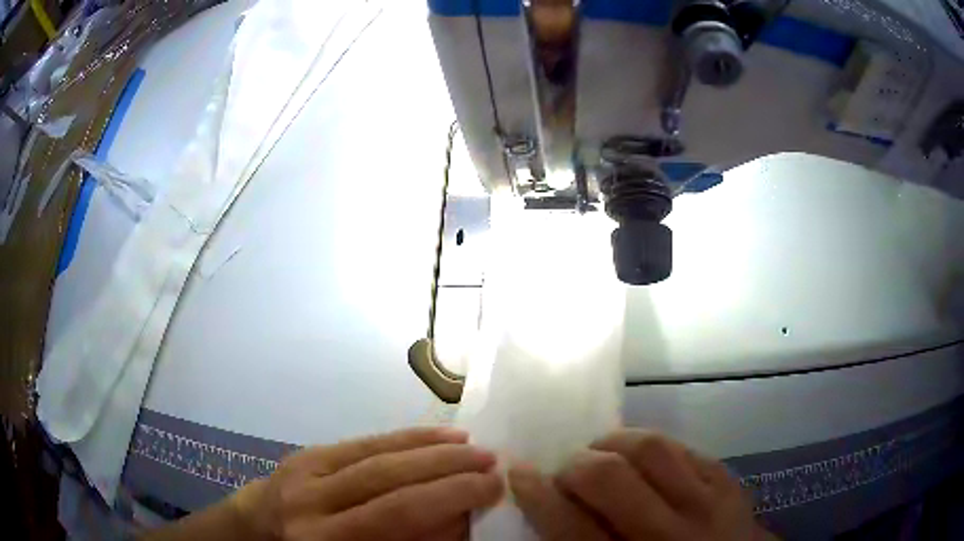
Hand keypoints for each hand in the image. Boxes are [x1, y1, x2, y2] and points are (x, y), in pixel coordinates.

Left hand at [231, 427, 502, 540]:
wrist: (258, 535)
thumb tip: (460, 517)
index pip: (397, 515)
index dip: (450, 498)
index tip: (494, 489)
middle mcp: (311, 507)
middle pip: (389, 480)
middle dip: (449, 470)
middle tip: (494, 464)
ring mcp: (303, 473)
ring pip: (377, 454)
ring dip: (431, 448)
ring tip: (474, 447)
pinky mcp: (304, 454)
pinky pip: (361, 442)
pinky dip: (403, 438)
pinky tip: (435, 436)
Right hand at [509, 430, 772, 540]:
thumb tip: (546, 513)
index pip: (570, 527)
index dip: (536, 494)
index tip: (518, 473)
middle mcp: (668, 535)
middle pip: (610, 479)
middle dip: (575, 466)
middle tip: (566, 471)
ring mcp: (707, 503)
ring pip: (652, 449)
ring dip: (614, 443)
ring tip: (602, 453)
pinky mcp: (729, 483)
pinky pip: (685, 448)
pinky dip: (653, 446)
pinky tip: (643, 458)